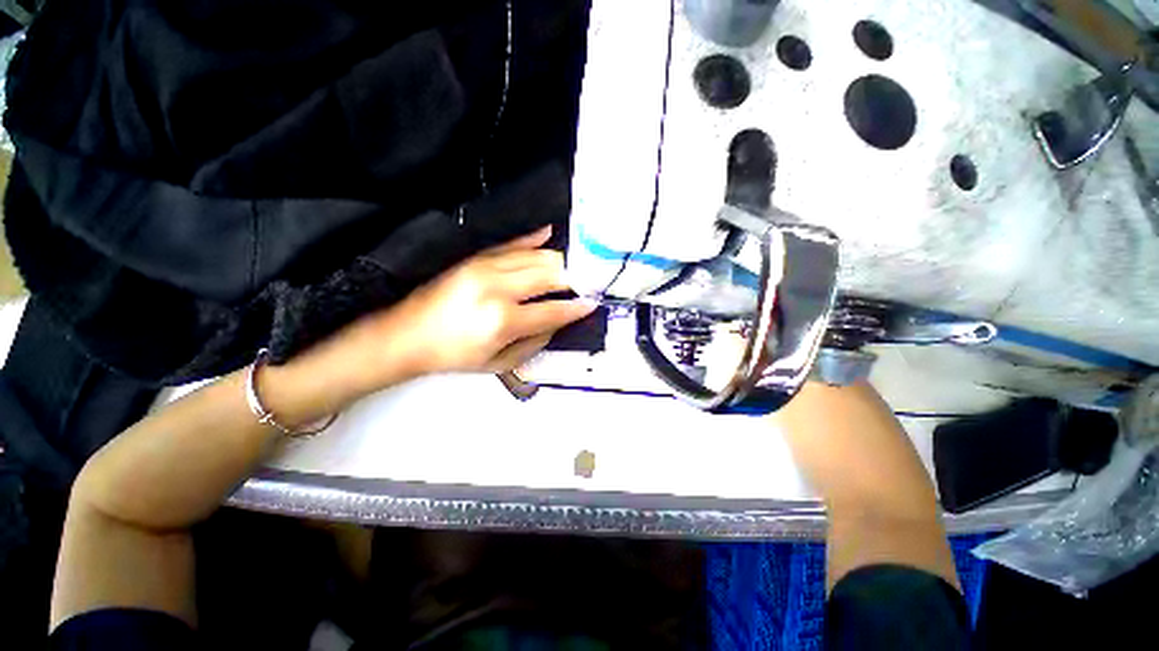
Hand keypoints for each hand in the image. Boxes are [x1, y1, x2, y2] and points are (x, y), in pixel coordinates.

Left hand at [382, 226, 596, 374]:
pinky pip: (512, 243)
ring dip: (560, 261)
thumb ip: (535, 342)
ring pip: (536, 257)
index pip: (553, 310)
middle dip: (575, 278)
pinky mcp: (476, 257)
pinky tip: (549, 233)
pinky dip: (533, 239)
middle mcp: (498, 288)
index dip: (577, 307)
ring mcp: (486, 267)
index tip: (594, 302)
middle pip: (550, 274)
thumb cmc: (455, 355)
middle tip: (590, 281)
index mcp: (503, 320)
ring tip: (577, 266)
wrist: (407, 335)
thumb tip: (558, 321)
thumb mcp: (499, 363)